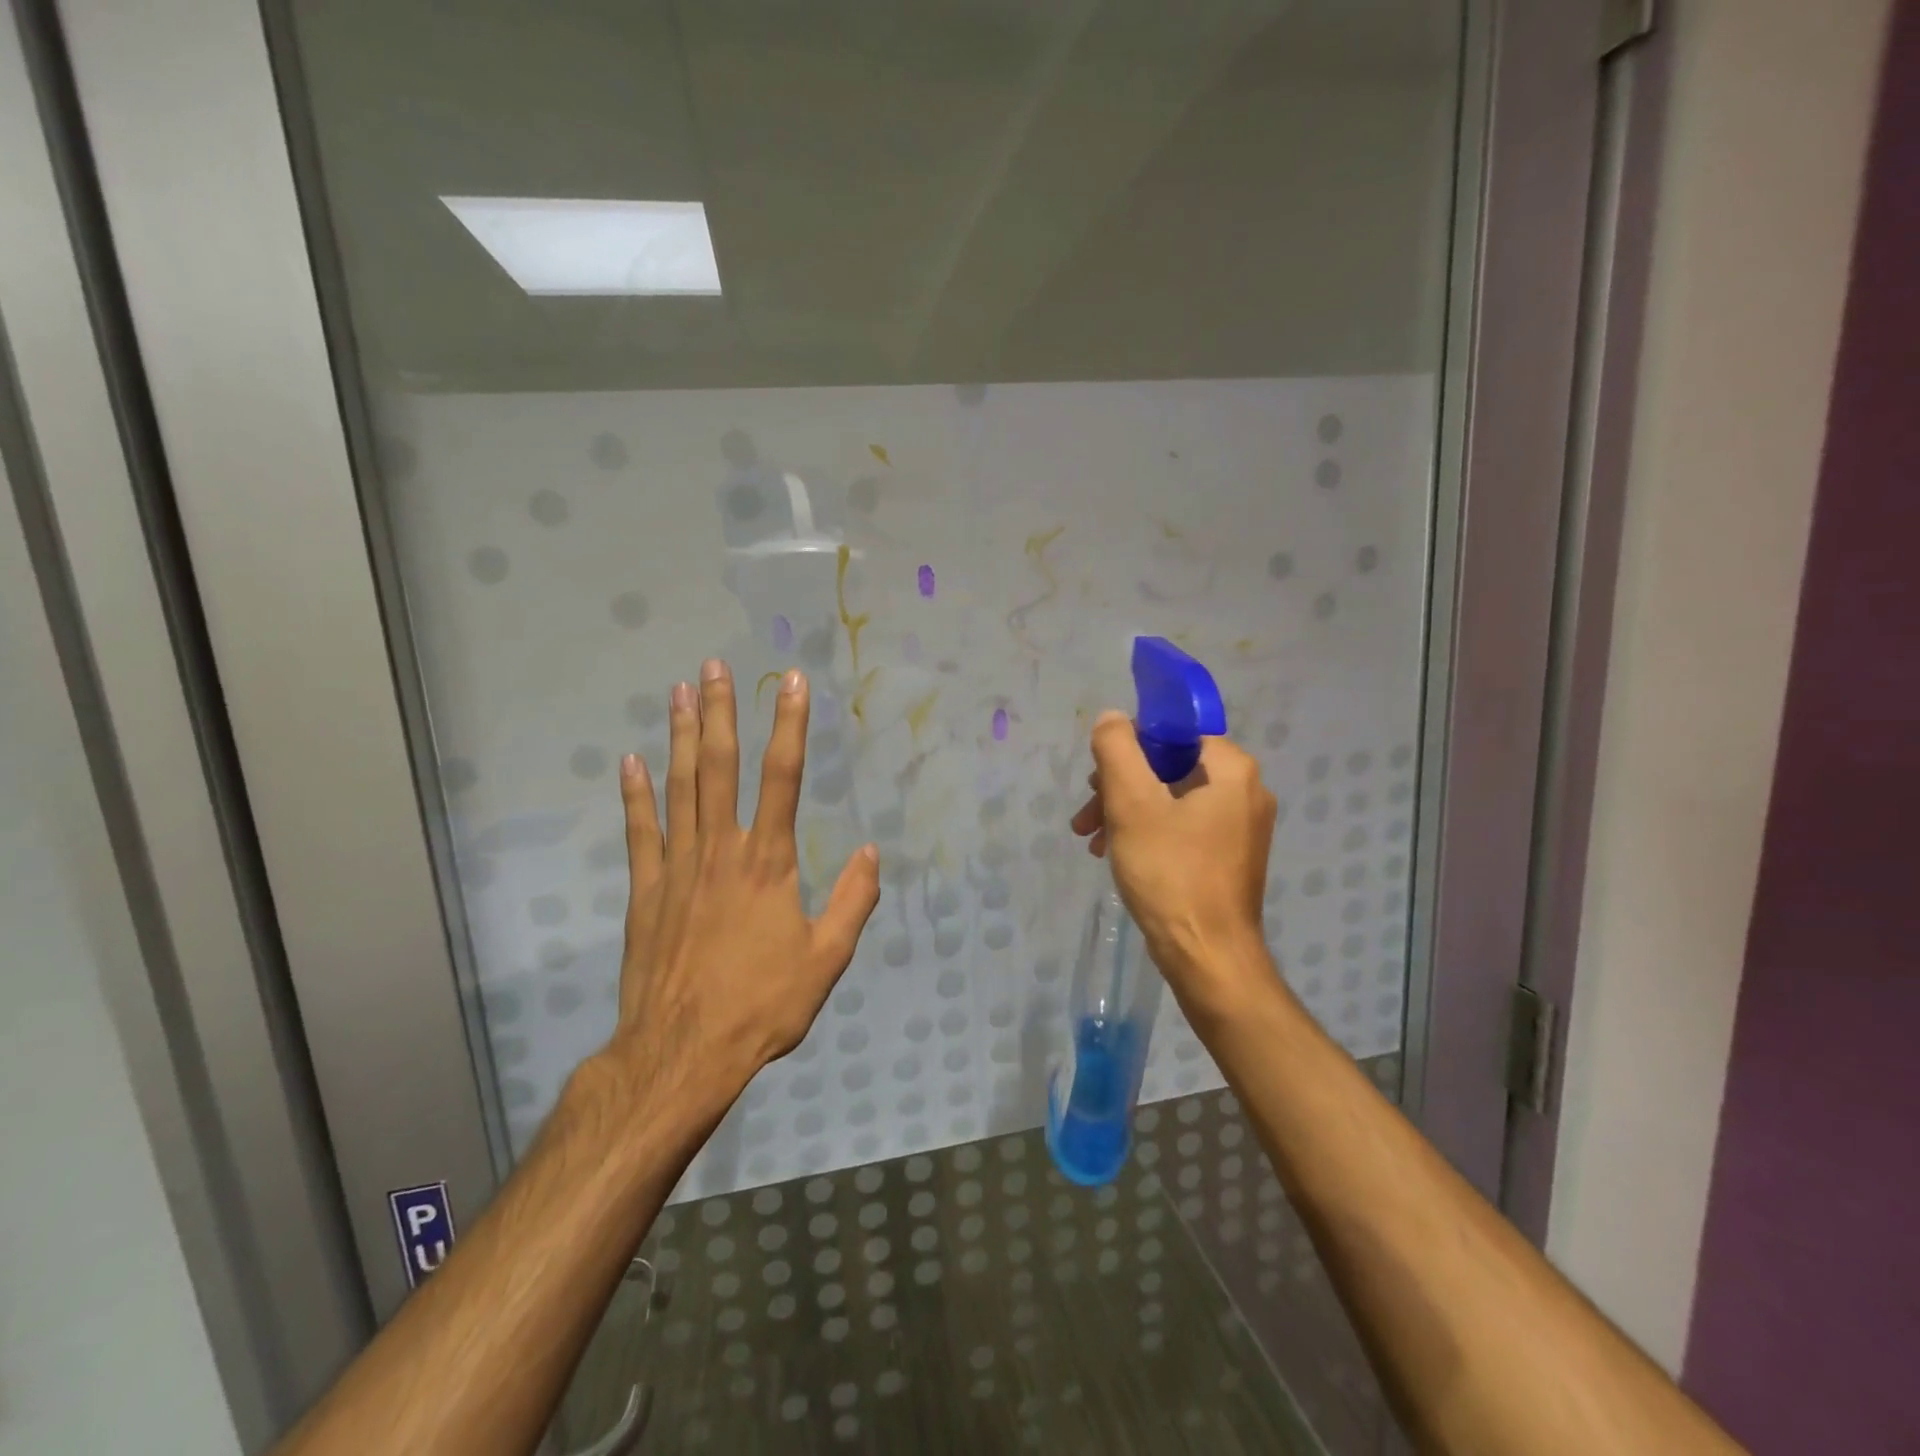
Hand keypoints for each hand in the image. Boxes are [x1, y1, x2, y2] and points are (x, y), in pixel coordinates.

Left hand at [607, 660, 880, 1112]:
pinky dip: (635, 794)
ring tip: (679, 692)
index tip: (791, 683)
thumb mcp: (826, 960)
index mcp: (768, 862)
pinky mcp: (645, 891)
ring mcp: (677, 867)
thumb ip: (852, 903)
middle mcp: (721, 850)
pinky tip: (631, 761)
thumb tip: (873, 853)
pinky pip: (640, 832)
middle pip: (721, 768)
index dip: (789, 726)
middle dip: (721, 713)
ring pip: (679, 787)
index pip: (783, 778)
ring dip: (680, 737)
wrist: (683, 1053)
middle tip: (715, 667)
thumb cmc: (762, 1006)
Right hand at [1070, 712, 1278, 1022]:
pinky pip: (1182, 826)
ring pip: (1171, 798)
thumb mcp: (1131, 802)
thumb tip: (1112, 717)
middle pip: (1169, 766)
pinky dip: (1148, 832)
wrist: (1208, 957)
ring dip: (1126, 811)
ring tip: (1092, 839)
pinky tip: (1116, 853)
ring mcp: (1241, 827)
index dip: (1130, 747)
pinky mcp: (1230, 856)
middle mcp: (1246, 791)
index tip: (1099, 777)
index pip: (1173, 732)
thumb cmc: (1170, 872)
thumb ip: (1117, 749)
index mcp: (1232, 769)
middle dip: (1120, 785)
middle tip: (1088, 814)